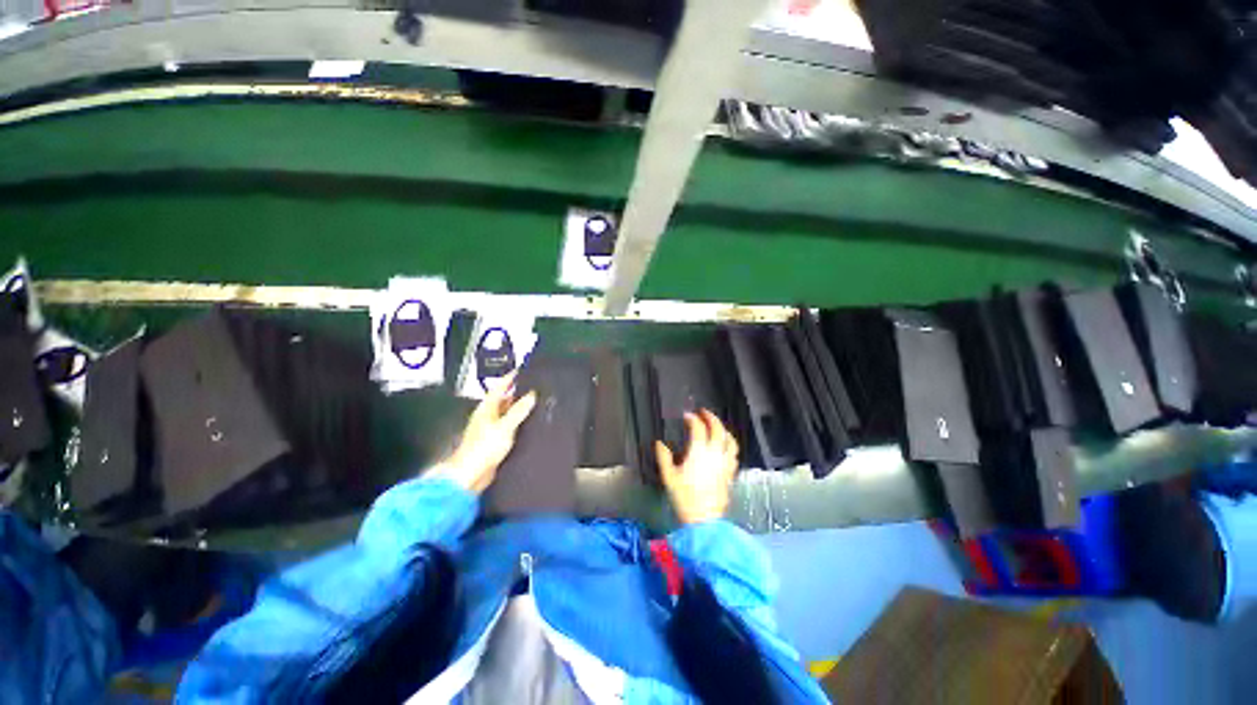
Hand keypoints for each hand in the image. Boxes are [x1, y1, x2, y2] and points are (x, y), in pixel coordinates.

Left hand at [433, 375, 536, 493]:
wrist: (470, 474)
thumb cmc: (483, 448)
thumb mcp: (505, 426)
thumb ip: (519, 410)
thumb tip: (531, 395)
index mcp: (486, 408)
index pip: (499, 388)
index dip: (510, 379)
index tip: (521, 371)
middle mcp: (487, 416)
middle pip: (503, 400)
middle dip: (516, 393)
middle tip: (533, 387)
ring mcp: (489, 429)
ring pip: (506, 413)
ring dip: (517, 409)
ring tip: (534, 403)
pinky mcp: (493, 441)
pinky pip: (508, 426)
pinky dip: (517, 422)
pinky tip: (527, 424)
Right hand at [655, 409, 738, 524]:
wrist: (704, 520)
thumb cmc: (685, 497)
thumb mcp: (668, 477)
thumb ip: (664, 457)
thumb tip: (660, 444)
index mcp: (699, 452)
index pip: (698, 428)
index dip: (693, 419)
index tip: (687, 416)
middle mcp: (715, 454)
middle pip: (718, 429)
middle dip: (711, 417)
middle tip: (704, 413)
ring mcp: (725, 463)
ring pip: (730, 440)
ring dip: (723, 429)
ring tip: (717, 426)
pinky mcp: (730, 473)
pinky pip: (734, 453)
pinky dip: (730, 444)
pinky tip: (725, 446)